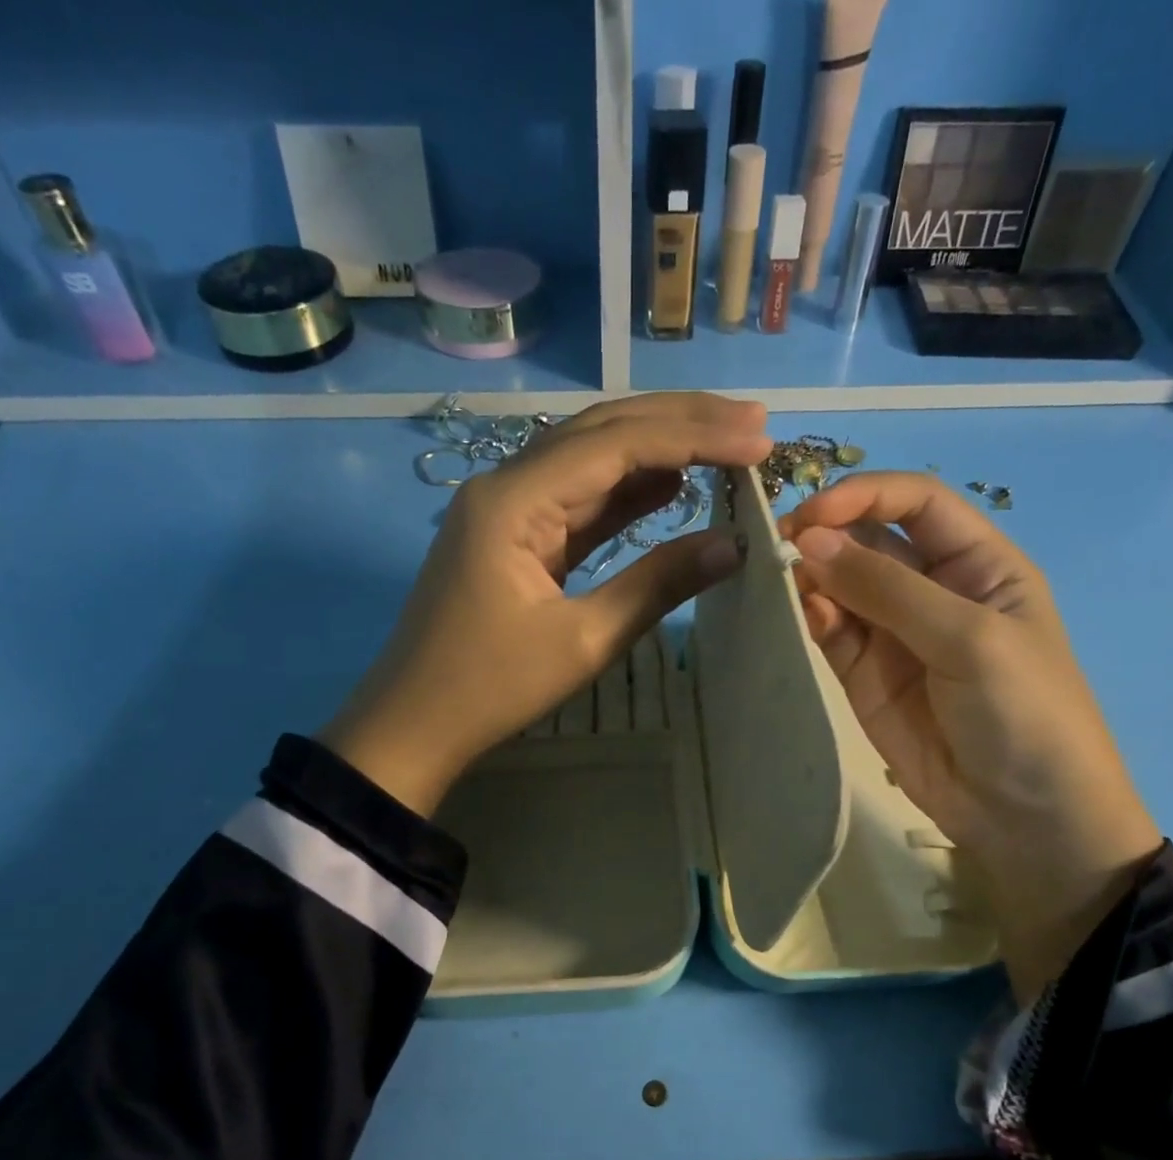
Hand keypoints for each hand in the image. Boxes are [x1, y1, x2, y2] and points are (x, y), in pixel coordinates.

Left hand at [322, 394, 771, 815]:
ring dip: (658, 450)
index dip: (692, 436)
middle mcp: (508, 485)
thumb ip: (657, 585)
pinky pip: (579, 500)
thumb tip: (732, 545)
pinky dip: (628, 491)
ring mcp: (510, 509)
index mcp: (514, 500)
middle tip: (754, 421)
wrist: (415, 724)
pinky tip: (672, 484)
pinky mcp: (517, 537)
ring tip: (727, 443)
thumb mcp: (583, 641)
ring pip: (592, 460)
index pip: (615, 444)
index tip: (758, 439)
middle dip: (680, 423)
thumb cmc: (491, 688)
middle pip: (602, 432)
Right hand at [781, 473, 1161, 1002]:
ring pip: (840, 585)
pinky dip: (810, 619)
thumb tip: (811, 542)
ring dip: (810, 577)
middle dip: (826, 535)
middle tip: (779, 548)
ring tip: (778, 581)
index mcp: (978, 562)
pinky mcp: (863, 676)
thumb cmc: (1024, 714)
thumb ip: (888, 588)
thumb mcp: (969, 638)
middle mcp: (932, 589)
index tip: (813, 515)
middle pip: (869, 539)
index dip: (864, 495)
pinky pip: (830, 632)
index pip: (915, 502)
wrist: (1025, 818)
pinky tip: (800, 617)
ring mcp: (894, 634)